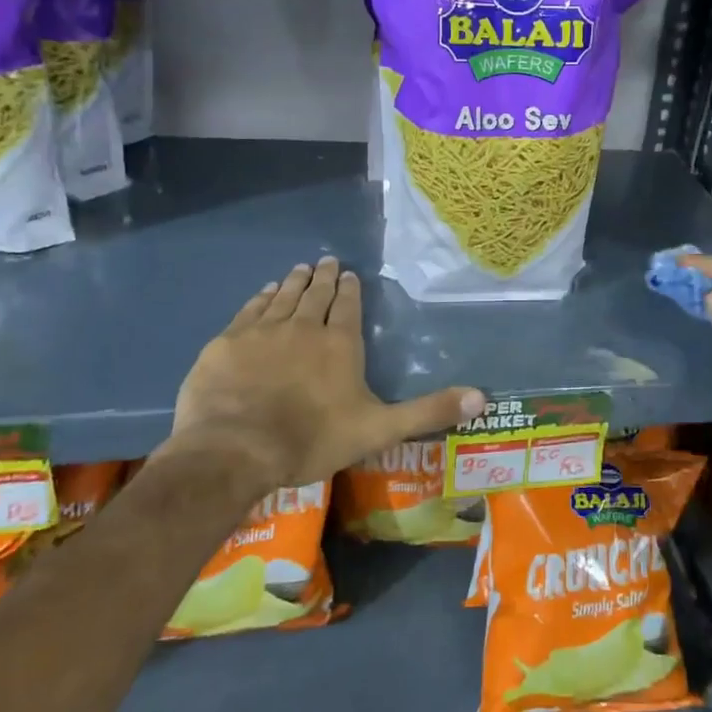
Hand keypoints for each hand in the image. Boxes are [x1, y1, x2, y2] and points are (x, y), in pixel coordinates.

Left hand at [157, 257, 484, 489]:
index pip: (347, 306)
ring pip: (283, 297)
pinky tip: (265, 292)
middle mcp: (303, 327)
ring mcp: (262, 331)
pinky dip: (261, 297)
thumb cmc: (312, 440)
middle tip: (325, 261)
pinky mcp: (227, 342)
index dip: (349, 289)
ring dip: (294, 282)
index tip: (348, 274)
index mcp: (339, 343)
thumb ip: (429, 411)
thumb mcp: (380, 429)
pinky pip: (250, 309)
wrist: (235, 450)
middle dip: (323, 277)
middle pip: (316, 295)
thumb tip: (484, 396)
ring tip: (300, 269)